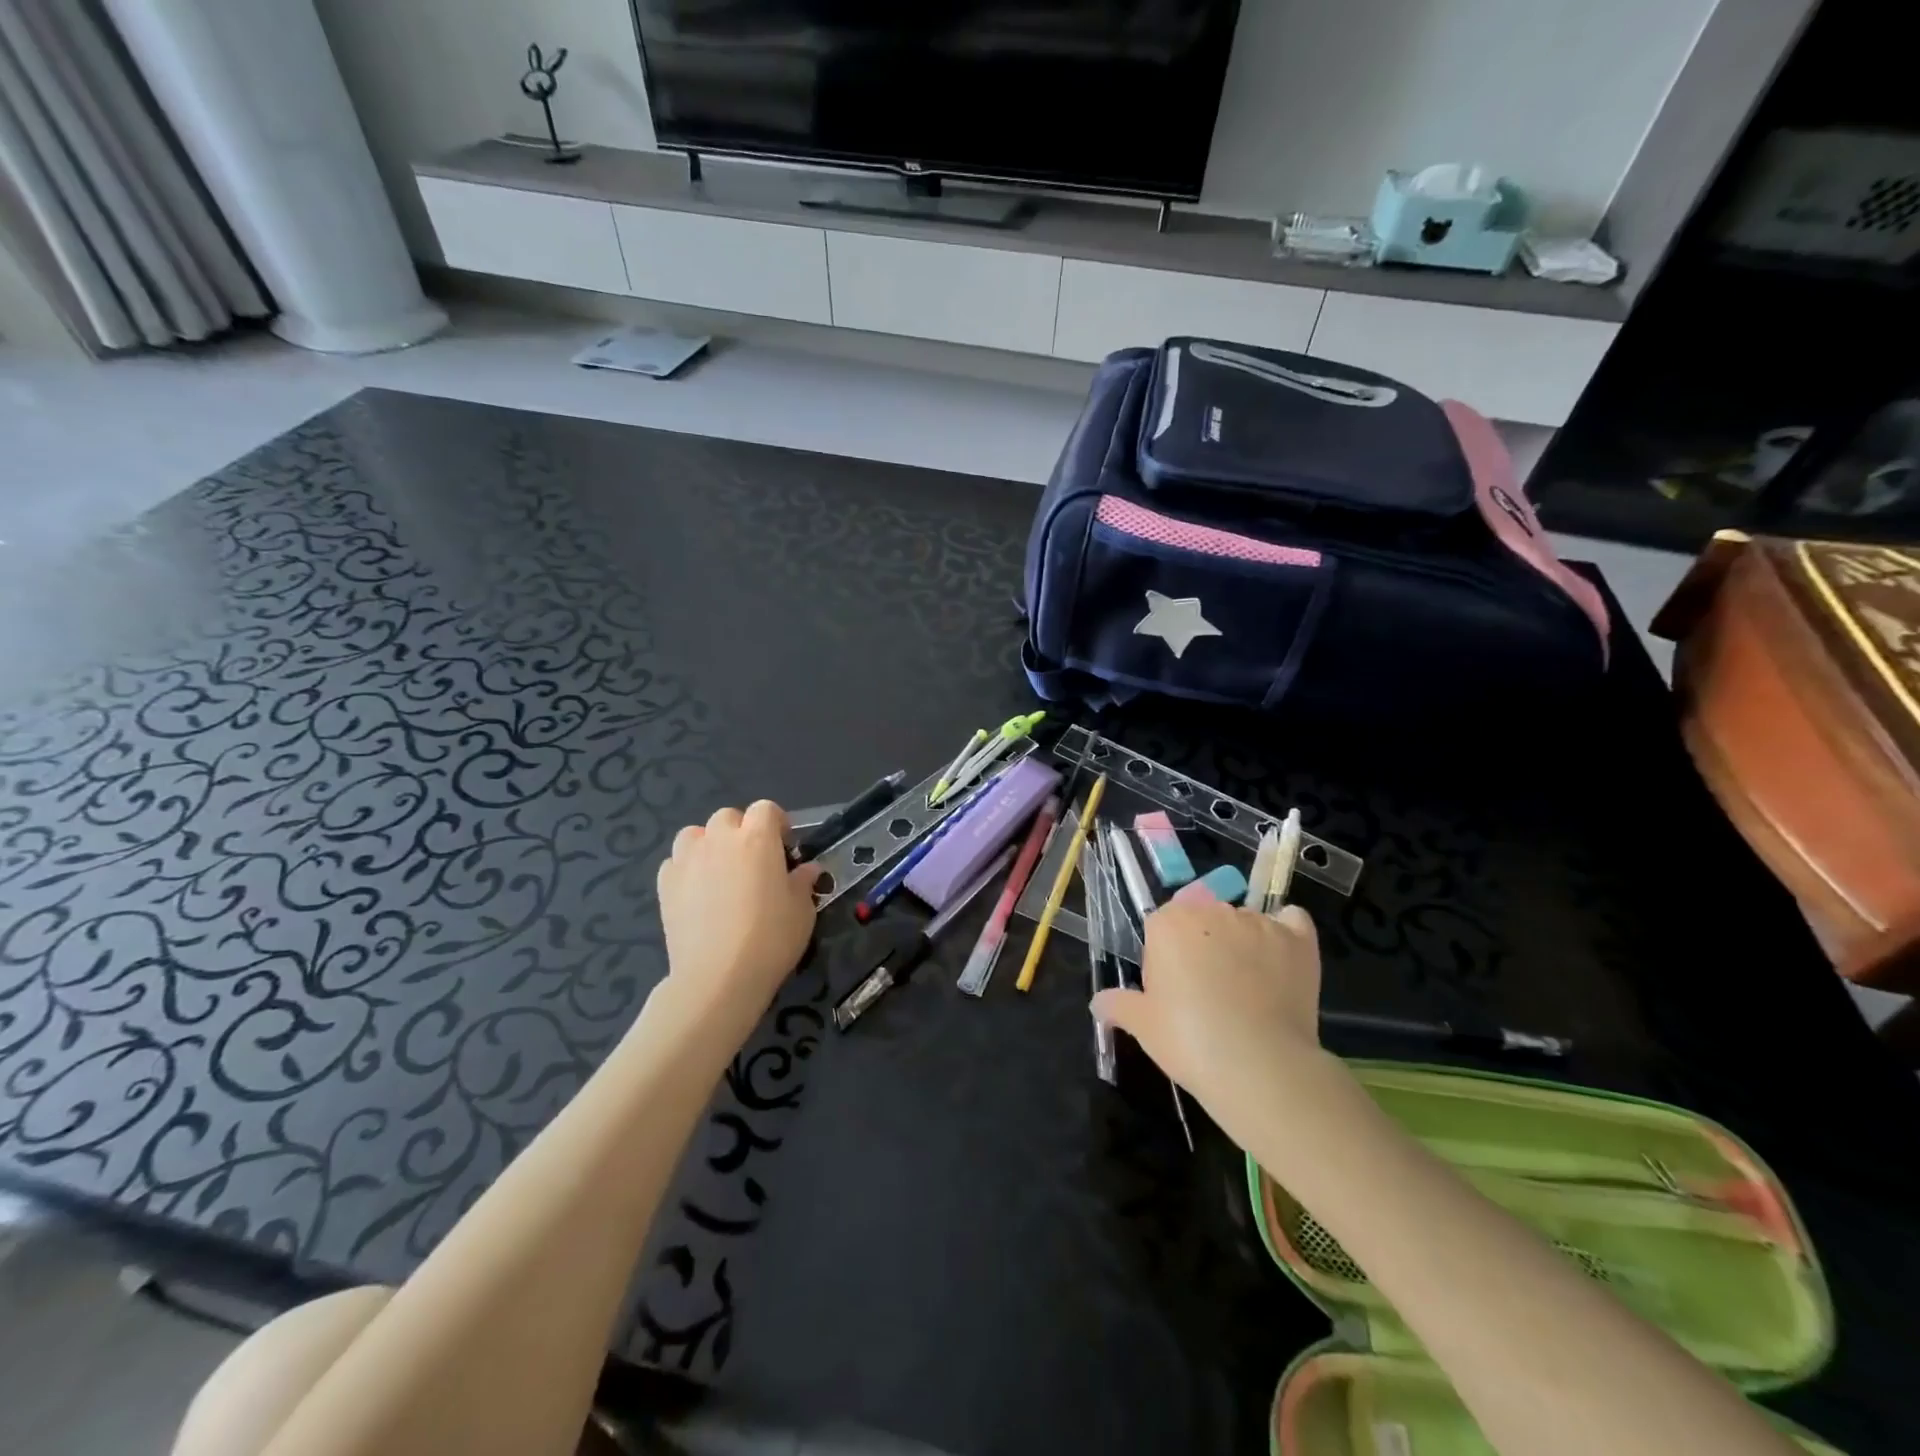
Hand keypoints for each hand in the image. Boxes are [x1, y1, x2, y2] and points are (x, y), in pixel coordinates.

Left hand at [654, 801, 818, 1044]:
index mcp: (758, 838)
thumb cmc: (771, 938)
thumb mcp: (802, 910)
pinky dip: (686, 869)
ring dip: (708, 844)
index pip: (766, 809)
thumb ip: (803, 882)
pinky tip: (696, 893)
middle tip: (752, 862)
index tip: (784, 847)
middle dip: (740, 831)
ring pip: (694, 834)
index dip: (776, 823)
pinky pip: (675, 862)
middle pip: (727, 817)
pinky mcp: (665, 884)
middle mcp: (720, 840)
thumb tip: (807, 870)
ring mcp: (687, 860)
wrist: (718, 977)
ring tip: (718, 871)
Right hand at [1091, 897, 1326, 1143]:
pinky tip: (1283, 957)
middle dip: (1203, 945)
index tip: (1173, 989)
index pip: (1162, 925)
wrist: (1259, 1066)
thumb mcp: (1143, 1026)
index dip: (1166, 956)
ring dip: (1242, 943)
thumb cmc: (1189, 1040)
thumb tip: (1098, 1003)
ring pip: (1244, 921)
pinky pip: (1292, 920)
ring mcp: (1258, 923)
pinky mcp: (1297, 940)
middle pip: (1203, 918)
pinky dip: (1286, 931)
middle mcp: (1212, 912)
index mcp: (1169, 924)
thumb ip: (1118, 1005)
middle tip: (1206, 991)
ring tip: (1249, 989)